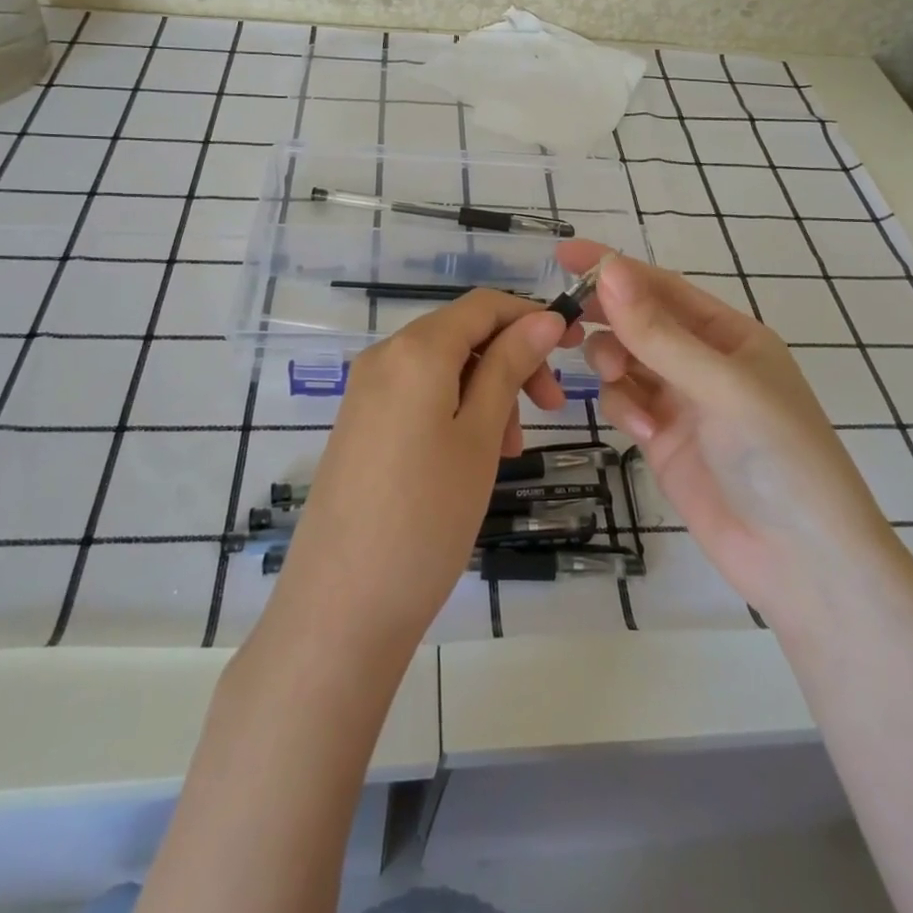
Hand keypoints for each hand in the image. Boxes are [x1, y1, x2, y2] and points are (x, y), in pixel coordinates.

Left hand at [265, 291, 581, 657]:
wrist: (341, 607)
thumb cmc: (427, 516)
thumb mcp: (481, 436)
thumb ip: (509, 367)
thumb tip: (542, 318)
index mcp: (416, 349)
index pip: (484, 305)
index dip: (530, 316)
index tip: (571, 347)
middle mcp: (384, 356)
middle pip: (462, 334)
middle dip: (511, 360)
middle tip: (551, 410)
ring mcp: (365, 391)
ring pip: (442, 366)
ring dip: (487, 390)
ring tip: (511, 448)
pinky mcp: (359, 424)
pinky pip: (417, 394)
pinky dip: (455, 409)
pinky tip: (473, 456)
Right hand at [563, 241, 896, 622]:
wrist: (802, 562)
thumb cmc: (776, 455)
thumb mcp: (720, 385)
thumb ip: (659, 332)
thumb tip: (610, 270)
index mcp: (729, 334)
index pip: (662, 288)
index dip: (615, 268)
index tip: (566, 253)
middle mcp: (702, 361)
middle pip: (639, 321)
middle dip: (607, 316)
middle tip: (564, 318)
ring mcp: (681, 401)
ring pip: (625, 360)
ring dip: (613, 363)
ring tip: (617, 379)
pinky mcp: (663, 439)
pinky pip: (627, 403)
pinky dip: (625, 408)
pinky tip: (645, 433)